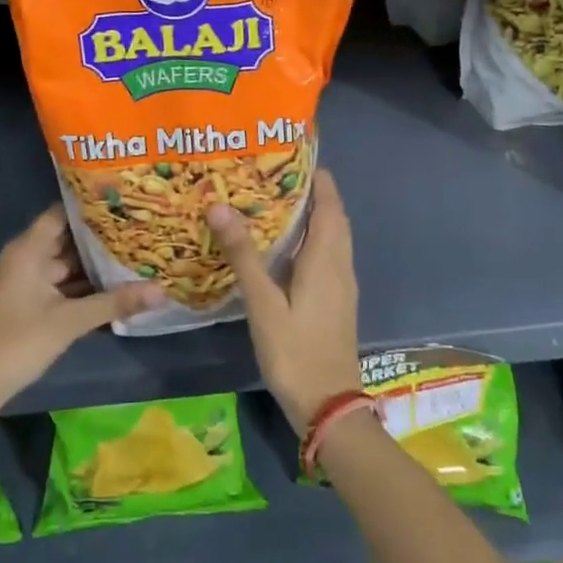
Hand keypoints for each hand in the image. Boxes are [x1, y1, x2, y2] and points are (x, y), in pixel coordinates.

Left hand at [0, 205, 162, 411]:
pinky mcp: (25, 304)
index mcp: (27, 250)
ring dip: (92, 266)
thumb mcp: (70, 321)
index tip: (123, 203)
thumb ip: (115, 302)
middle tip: (138, 231)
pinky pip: (57, 286)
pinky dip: (80, 287)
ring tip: (132, 257)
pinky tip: (111, 290)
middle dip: (99, 239)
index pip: (61, 214)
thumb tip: (161, 290)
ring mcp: (22, 283)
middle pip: (65, 240)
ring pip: (63, 266)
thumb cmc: (18, 342)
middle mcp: (24, 259)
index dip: (90, 207)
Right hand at [207, 169, 360, 434]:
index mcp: (326, 259)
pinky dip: (313, 239)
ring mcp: (342, 285)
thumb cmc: (295, 351)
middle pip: (334, 217)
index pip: (329, 204)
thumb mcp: (263, 304)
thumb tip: (220, 206)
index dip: (318, 178)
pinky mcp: (338, 301)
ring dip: (315, 215)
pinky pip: (329, 255)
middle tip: (276, 175)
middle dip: (313, 192)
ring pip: (334, 237)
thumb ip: (244, 255)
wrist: (329, 406)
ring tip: (277, 202)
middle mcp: (340, 265)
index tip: (293, 155)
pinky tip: (285, 248)